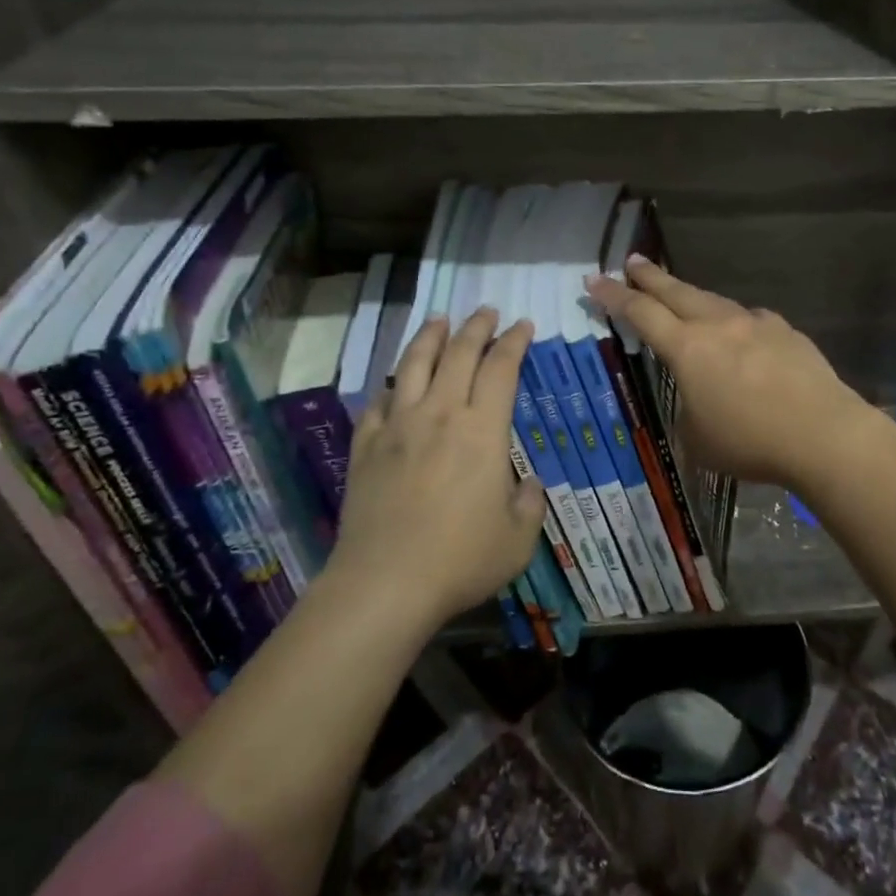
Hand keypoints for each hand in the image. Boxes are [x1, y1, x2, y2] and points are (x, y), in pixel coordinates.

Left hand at [330, 308, 546, 627]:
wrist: (383, 584)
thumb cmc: (460, 560)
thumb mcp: (517, 540)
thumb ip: (530, 505)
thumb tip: (528, 484)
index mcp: (482, 430)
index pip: (501, 368)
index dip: (514, 342)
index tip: (522, 325)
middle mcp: (440, 415)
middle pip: (458, 354)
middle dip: (476, 327)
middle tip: (486, 311)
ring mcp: (397, 427)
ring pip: (413, 365)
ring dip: (430, 337)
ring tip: (439, 320)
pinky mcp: (365, 447)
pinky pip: (378, 402)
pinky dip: (391, 385)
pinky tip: (395, 384)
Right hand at [585, 257, 880, 489]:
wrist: (822, 433)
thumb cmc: (751, 442)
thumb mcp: (699, 441)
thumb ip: (688, 415)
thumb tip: (697, 402)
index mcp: (687, 349)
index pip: (640, 313)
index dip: (613, 296)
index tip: (594, 279)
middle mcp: (718, 326)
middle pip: (676, 292)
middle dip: (649, 276)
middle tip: (632, 262)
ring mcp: (755, 323)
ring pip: (714, 301)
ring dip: (691, 296)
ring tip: (681, 295)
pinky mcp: (785, 331)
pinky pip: (750, 319)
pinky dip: (735, 322)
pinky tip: (741, 333)